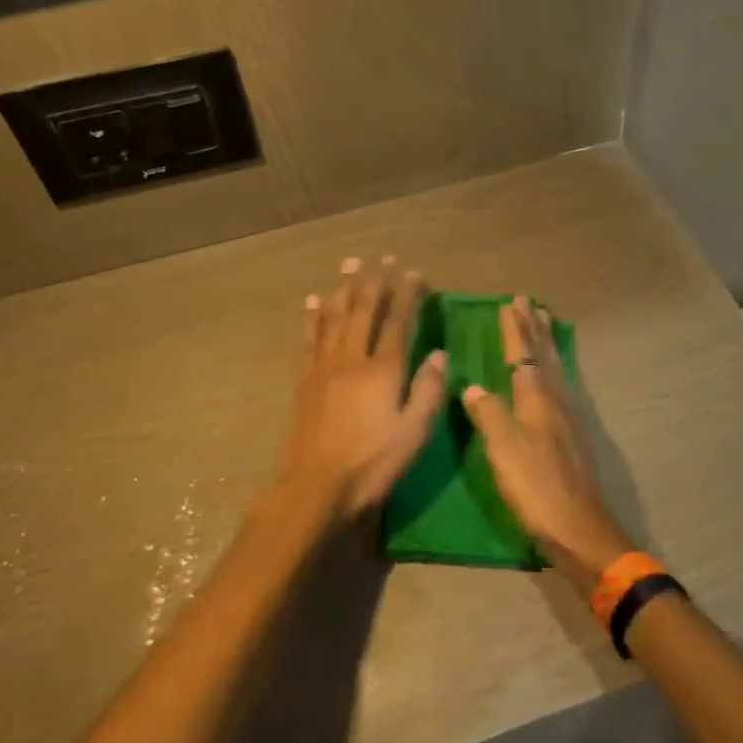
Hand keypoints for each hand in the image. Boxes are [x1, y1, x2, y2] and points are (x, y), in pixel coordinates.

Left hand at [274, 257, 447, 521]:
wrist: (315, 487)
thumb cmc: (373, 463)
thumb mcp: (414, 432)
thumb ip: (428, 390)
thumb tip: (437, 353)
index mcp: (383, 370)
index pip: (397, 322)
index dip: (406, 295)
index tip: (413, 272)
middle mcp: (352, 359)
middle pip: (364, 311)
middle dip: (374, 281)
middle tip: (381, 256)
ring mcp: (324, 368)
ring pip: (335, 318)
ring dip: (343, 288)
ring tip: (349, 264)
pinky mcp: (304, 382)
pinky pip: (308, 340)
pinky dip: (312, 318)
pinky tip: (313, 302)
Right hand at [461, 297, 632, 597]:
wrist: (579, 528)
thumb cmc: (536, 486)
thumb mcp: (504, 449)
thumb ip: (488, 413)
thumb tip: (473, 386)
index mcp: (537, 399)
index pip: (524, 354)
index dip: (516, 330)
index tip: (510, 304)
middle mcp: (556, 401)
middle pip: (544, 356)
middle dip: (534, 329)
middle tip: (530, 303)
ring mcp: (568, 418)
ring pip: (555, 369)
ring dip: (547, 344)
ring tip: (544, 324)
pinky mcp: (572, 436)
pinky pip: (560, 386)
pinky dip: (553, 369)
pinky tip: (552, 376)